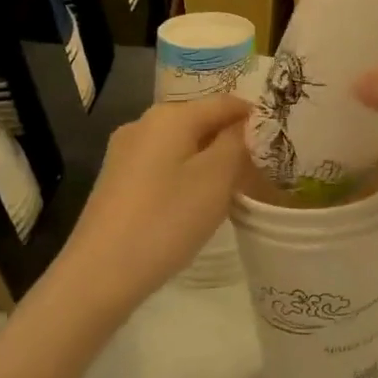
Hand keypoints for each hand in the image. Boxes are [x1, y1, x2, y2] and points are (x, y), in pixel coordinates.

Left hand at [57, 95, 249, 317]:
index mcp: (171, 115)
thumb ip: (237, 143)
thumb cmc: (166, 220)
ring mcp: (125, 152)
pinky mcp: (116, 180)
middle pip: (200, 121)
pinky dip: (185, 176)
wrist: (99, 275)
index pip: (225, 102)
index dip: (254, 117)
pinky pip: (162, 165)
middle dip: (230, 141)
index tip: (278, 143)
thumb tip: (243, 125)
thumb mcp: (217, 178)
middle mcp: (144, 123)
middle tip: (258, 170)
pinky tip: (193, 205)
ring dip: (208, 161)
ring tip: (230, 190)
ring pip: (181, 145)